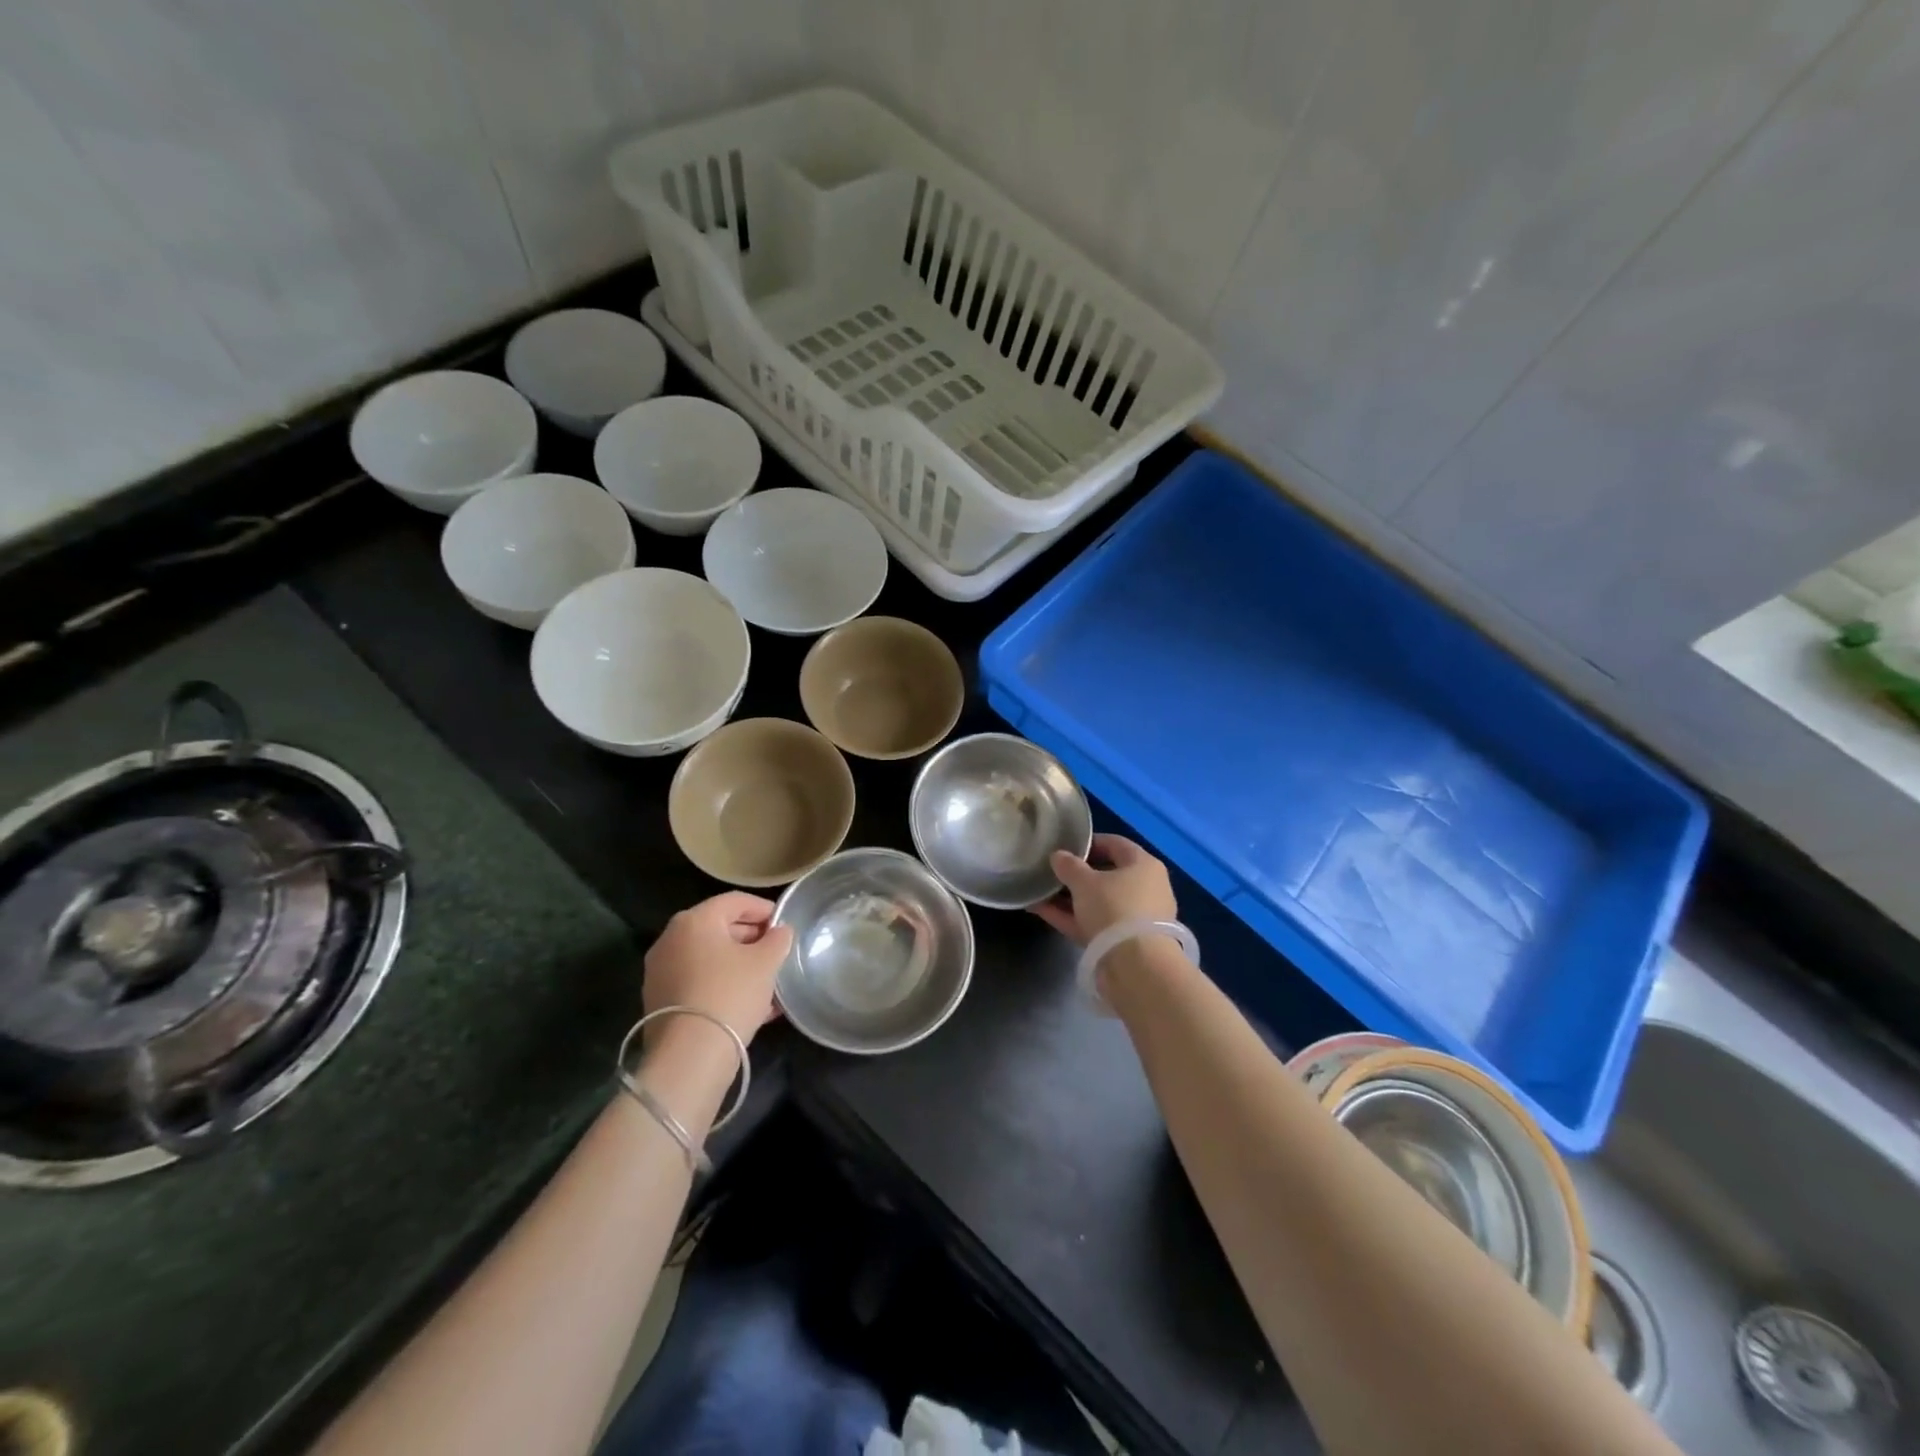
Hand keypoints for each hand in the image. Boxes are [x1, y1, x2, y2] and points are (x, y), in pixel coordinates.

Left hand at [643, 892, 794, 1044]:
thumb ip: (778, 939)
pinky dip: (723, 985)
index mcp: (694, 920)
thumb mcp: (766, 962)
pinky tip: (750, 1004)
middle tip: (777, 953)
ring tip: (768, 982)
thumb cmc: (730, 994)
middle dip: (751, 938)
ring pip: (710, 959)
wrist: (690, 1056)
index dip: (764, 908)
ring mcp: (661, 972)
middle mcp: (671, 940)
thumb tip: (780, 931)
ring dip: (739, 965)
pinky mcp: (660, 1002)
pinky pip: (699, 983)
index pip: (735, 901)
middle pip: (719, 928)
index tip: (784, 924)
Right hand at [1033, 833, 1176, 945]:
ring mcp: (1136, 918)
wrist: (1136, 967)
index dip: (1088, 843)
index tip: (1064, 846)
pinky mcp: (1124, 943)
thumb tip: (1058, 856)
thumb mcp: (1085, 882)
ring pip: (1098, 902)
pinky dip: (1071, 917)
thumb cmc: (1114, 908)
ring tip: (1039, 892)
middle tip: (1051, 871)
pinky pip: (1094, 923)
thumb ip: (1068, 866)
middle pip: (1107, 875)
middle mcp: (1145, 888)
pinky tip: (1041, 911)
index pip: (1115, 844)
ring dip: (1069, 898)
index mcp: (1144, 865)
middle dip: (1076, 874)